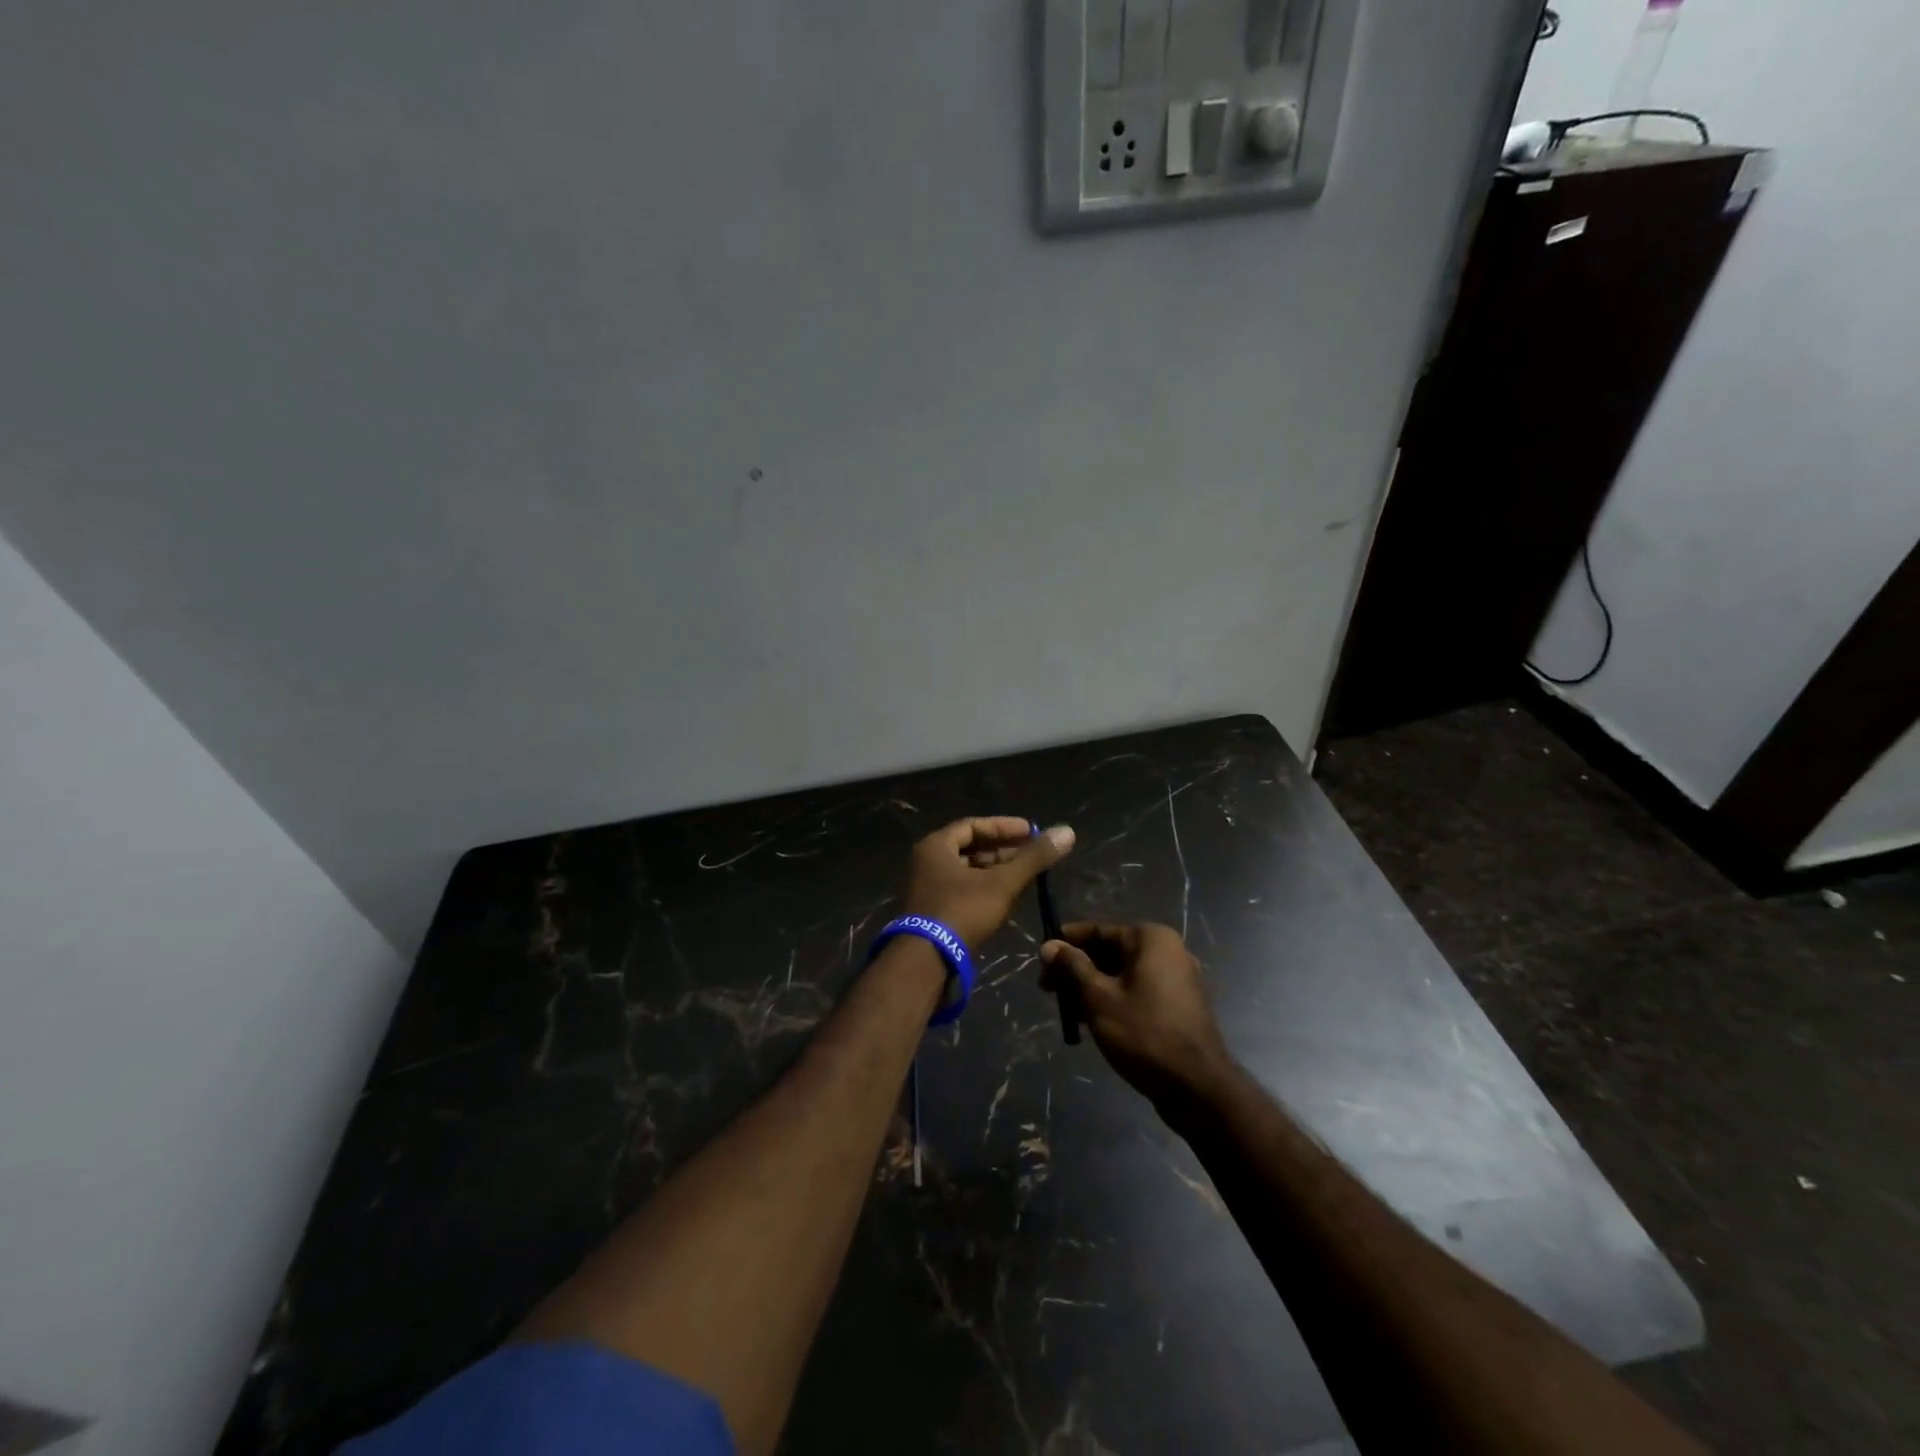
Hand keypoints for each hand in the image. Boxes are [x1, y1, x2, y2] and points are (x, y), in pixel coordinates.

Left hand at [900, 817, 1075, 951]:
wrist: (926, 962)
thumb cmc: (962, 911)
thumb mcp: (1002, 883)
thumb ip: (1033, 858)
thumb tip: (1067, 831)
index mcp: (936, 846)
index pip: (974, 825)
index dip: (1005, 827)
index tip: (1033, 832)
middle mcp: (927, 863)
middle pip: (970, 848)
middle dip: (1003, 850)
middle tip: (1033, 854)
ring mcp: (928, 889)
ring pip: (968, 872)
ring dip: (996, 871)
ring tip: (1026, 875)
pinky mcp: (933, 912)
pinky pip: (963, 890)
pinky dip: (986, 889)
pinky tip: (1008, 897)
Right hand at [1040, 922, 1233, 1113]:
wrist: (1197, 1087)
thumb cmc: (1144, 1033)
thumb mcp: (1098, 997)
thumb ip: (1072, 967)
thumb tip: (1049, 945)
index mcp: (1150, 939)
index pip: (1098, 930)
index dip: (1066, 943)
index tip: (1041, 960)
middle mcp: (1167, 951)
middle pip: (1110, 952)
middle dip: (1077, 970)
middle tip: (1047, 990)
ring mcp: (1176, 979)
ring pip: (1122, 975)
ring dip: (1091, 988)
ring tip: (1066, 1012)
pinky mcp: (1178, 1005)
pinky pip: (1137, 992)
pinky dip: (1113, 1001)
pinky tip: (1090, 1022)